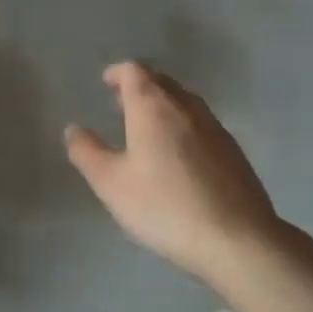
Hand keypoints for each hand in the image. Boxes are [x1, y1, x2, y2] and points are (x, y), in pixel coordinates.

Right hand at [65, 62, 279, 283]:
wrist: (239, 241)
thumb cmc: (165, 206)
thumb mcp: (111, 183)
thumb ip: (86, 152)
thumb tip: (74, 129)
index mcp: (153, 107)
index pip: (134, 71)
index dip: (117, 73)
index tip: (106, 84)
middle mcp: (186, 107)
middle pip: (161, 81)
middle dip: (140, 86)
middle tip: (121, 104)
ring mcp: (215, 128)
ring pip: (184, 102)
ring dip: (163, 105)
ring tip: (148, 128)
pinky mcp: (234, 152)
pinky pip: (201, 124)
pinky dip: (183, 125)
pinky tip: (179, 156)